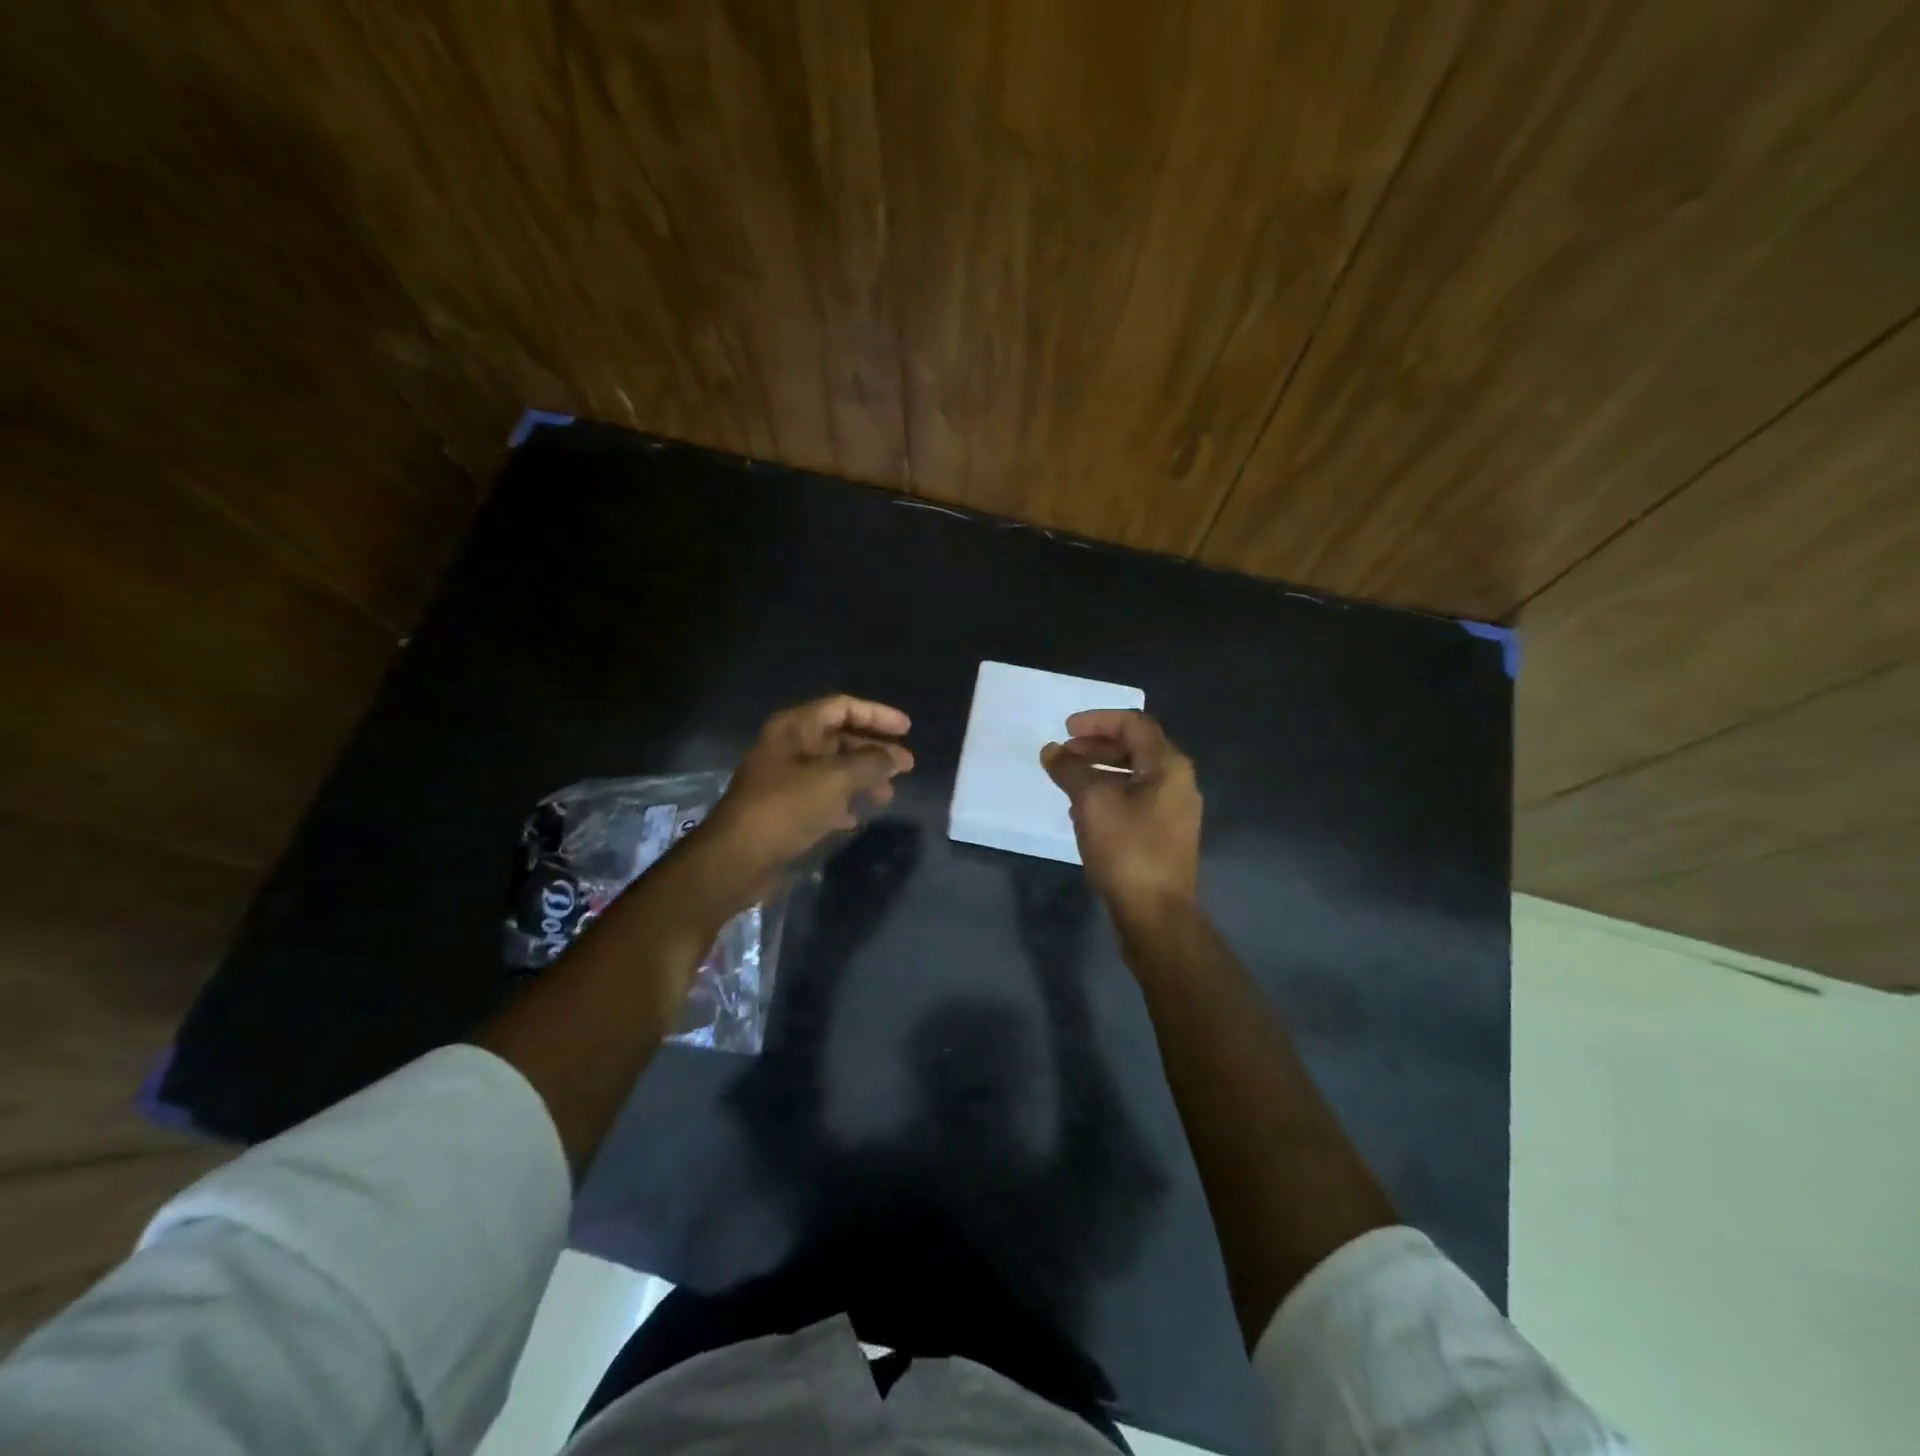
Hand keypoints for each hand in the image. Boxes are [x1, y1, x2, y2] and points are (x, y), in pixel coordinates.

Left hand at [683, 694, 913, 916]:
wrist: (737, 858)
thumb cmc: (786, 808)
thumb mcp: (835, 780)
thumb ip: (870, 764)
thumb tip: (894, 758)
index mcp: (795, 727)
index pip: (843, 707)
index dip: (877, 715)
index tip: (907, 730)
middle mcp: (789, 746)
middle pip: (840, 737)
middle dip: (874, 750)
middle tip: (907, 766)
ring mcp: (784, 777)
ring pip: (833, 768)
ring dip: (862, 778)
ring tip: (887, 796)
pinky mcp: (783, 808)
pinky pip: (821, 795)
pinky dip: (842, 802)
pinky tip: (856, 818)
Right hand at [1041, 710, 1200, 915]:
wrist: (1156, 913)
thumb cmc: (1126, 848)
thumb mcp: (1091, 801)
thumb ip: (1070, 770)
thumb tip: (1052, 751)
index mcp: (1168, 765)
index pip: (1134, 723)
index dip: (1097, 721)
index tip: (1066, 729)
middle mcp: (1178, 782)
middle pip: (1136, 747)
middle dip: (1097, 745)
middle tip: (1064, 753)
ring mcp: (1174, 811)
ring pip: (1134, 775)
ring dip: (1100, 770)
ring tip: (1068, 779)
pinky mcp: (1165, 835)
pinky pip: (1135, 799)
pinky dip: (1109, 793)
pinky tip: (1083, 809)